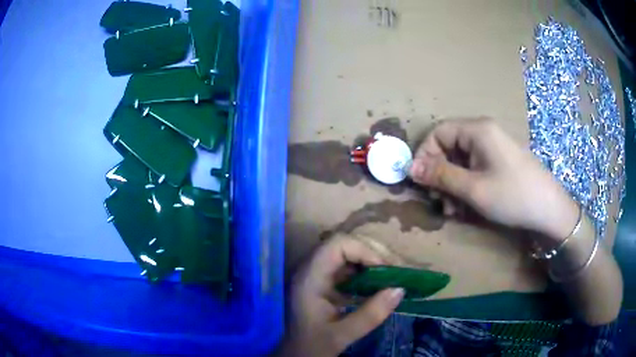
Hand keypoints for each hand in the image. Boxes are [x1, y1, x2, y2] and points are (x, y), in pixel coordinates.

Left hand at [282, 236, 404, 356]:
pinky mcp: (324, 286)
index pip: (337, 245)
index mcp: (310, 279)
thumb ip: (371, 314)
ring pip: (346, 257)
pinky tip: (377, 287)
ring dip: (369, 264)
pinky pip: (346, 271)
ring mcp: (317, 277)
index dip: (364, 251)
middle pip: (343, 247)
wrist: (296, 354)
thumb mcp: (342, 335)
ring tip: (390, 277)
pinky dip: (364, 275)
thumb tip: (400, 289)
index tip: (385, 270)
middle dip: (371, 255)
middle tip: (393, 272)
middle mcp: (311, 271)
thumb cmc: (312, 346)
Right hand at [409, 117, 577, 240]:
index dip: (425, 155)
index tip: (421, 182)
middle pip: (449, 147)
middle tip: (439, 201)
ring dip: (452, 185)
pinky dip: (466, 186)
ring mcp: (493, 148)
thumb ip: (440, 176)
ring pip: (460, 161)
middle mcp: (484, 133)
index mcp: (477, 130)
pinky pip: (474, 169)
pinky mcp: (499, 162)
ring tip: (454, 211)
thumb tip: (410, 168)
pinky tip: (467, 207)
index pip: (438, 132)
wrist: (549, 210)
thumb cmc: (512, 195)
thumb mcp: (473, 188)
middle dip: (439, 175)